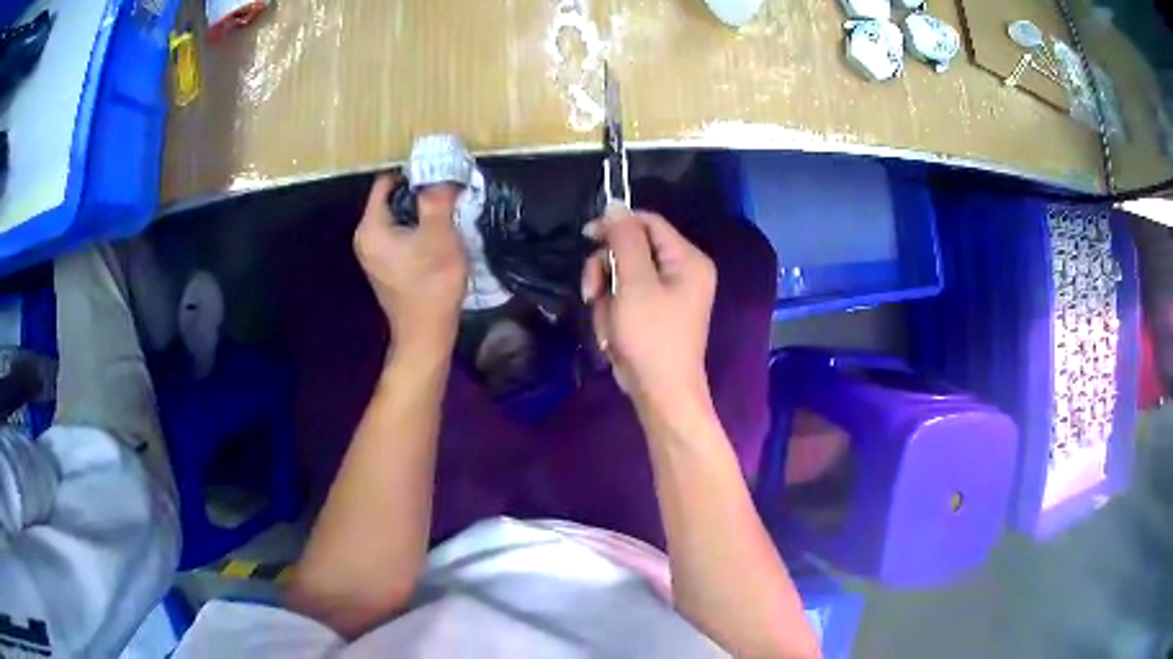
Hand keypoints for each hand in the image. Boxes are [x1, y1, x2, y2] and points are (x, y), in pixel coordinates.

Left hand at [354, 174, 467, 354]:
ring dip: (419, 213)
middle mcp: (365, 238)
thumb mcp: (440, 234)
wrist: (427, 333)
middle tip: (447, 192)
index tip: (438, 175)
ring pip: (396, 219)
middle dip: (418, 193)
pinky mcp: (385, 267)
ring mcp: (373, 255)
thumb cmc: (431, 283)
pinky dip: (415, 230)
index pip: (385, 183)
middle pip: (390, 200)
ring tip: (446, 212)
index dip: (412, 175)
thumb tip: (440, 174)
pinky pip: (398, 236)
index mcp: (371, 228)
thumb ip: (437, 199)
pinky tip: (437, 236)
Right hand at [582, 208, 715, 410]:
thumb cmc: (651, 337)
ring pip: (623, 275)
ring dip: (606, 297)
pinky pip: (626, 297)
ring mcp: (669, 293)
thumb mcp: (634, 283)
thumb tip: (615, 205)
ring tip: (606, 323)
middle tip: (591, 293)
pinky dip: (613, 313)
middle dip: (606, 270)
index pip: (649, 222)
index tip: (586, 236)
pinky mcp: (655, 312)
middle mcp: (683, 270)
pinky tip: (612, 334)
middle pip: (632, 248)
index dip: (616, 225)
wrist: (661, 393)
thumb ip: (624, 240)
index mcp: (687, 259)